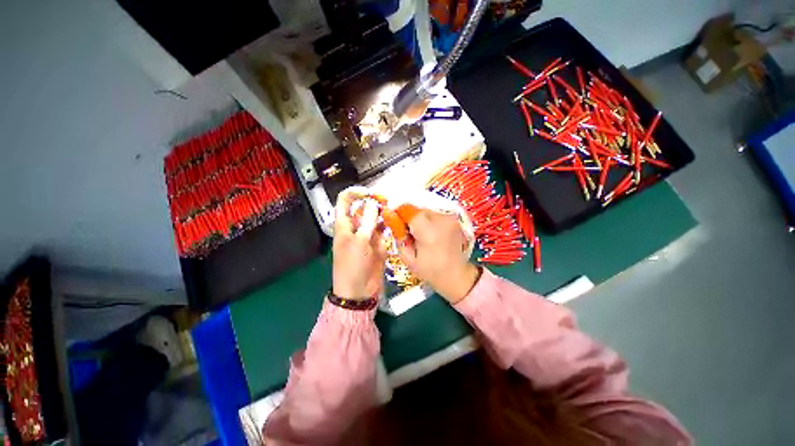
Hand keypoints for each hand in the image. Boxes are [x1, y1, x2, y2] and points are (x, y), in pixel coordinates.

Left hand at [332, 190, 387, 300]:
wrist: (359, 291)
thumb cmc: (352, 266)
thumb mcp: (359, 242)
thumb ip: (368, 222)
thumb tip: (373, 203)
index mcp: (345, 225)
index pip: (345, 201)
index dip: (355, 193)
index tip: (370, 193)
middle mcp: (356, 227)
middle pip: (364, 208)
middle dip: (375, 202)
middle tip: (389, 201)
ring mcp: (368, 235)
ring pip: (376, 218)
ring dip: (384, 213)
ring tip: (396, 209)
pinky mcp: (379, 243)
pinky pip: (385, 230)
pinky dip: (390, 225)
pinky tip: (398, 221)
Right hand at [399, 211, 479, 303]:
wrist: (457, 276)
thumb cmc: (430, 271)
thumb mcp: (408, 258)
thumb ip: (398, 235)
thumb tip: (389, 216)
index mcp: (429, 232)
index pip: (408, 210)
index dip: (398, 213)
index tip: (394, 222)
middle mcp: (441, 220)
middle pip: (417, 210)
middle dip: (409, 218)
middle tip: (408, 233)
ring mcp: (450, 219)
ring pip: (426, 211)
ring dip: (419, 219)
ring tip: (421, 236)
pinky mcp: (454, 219)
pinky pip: (435, 214)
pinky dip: (429, 221)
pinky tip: (431, 234)